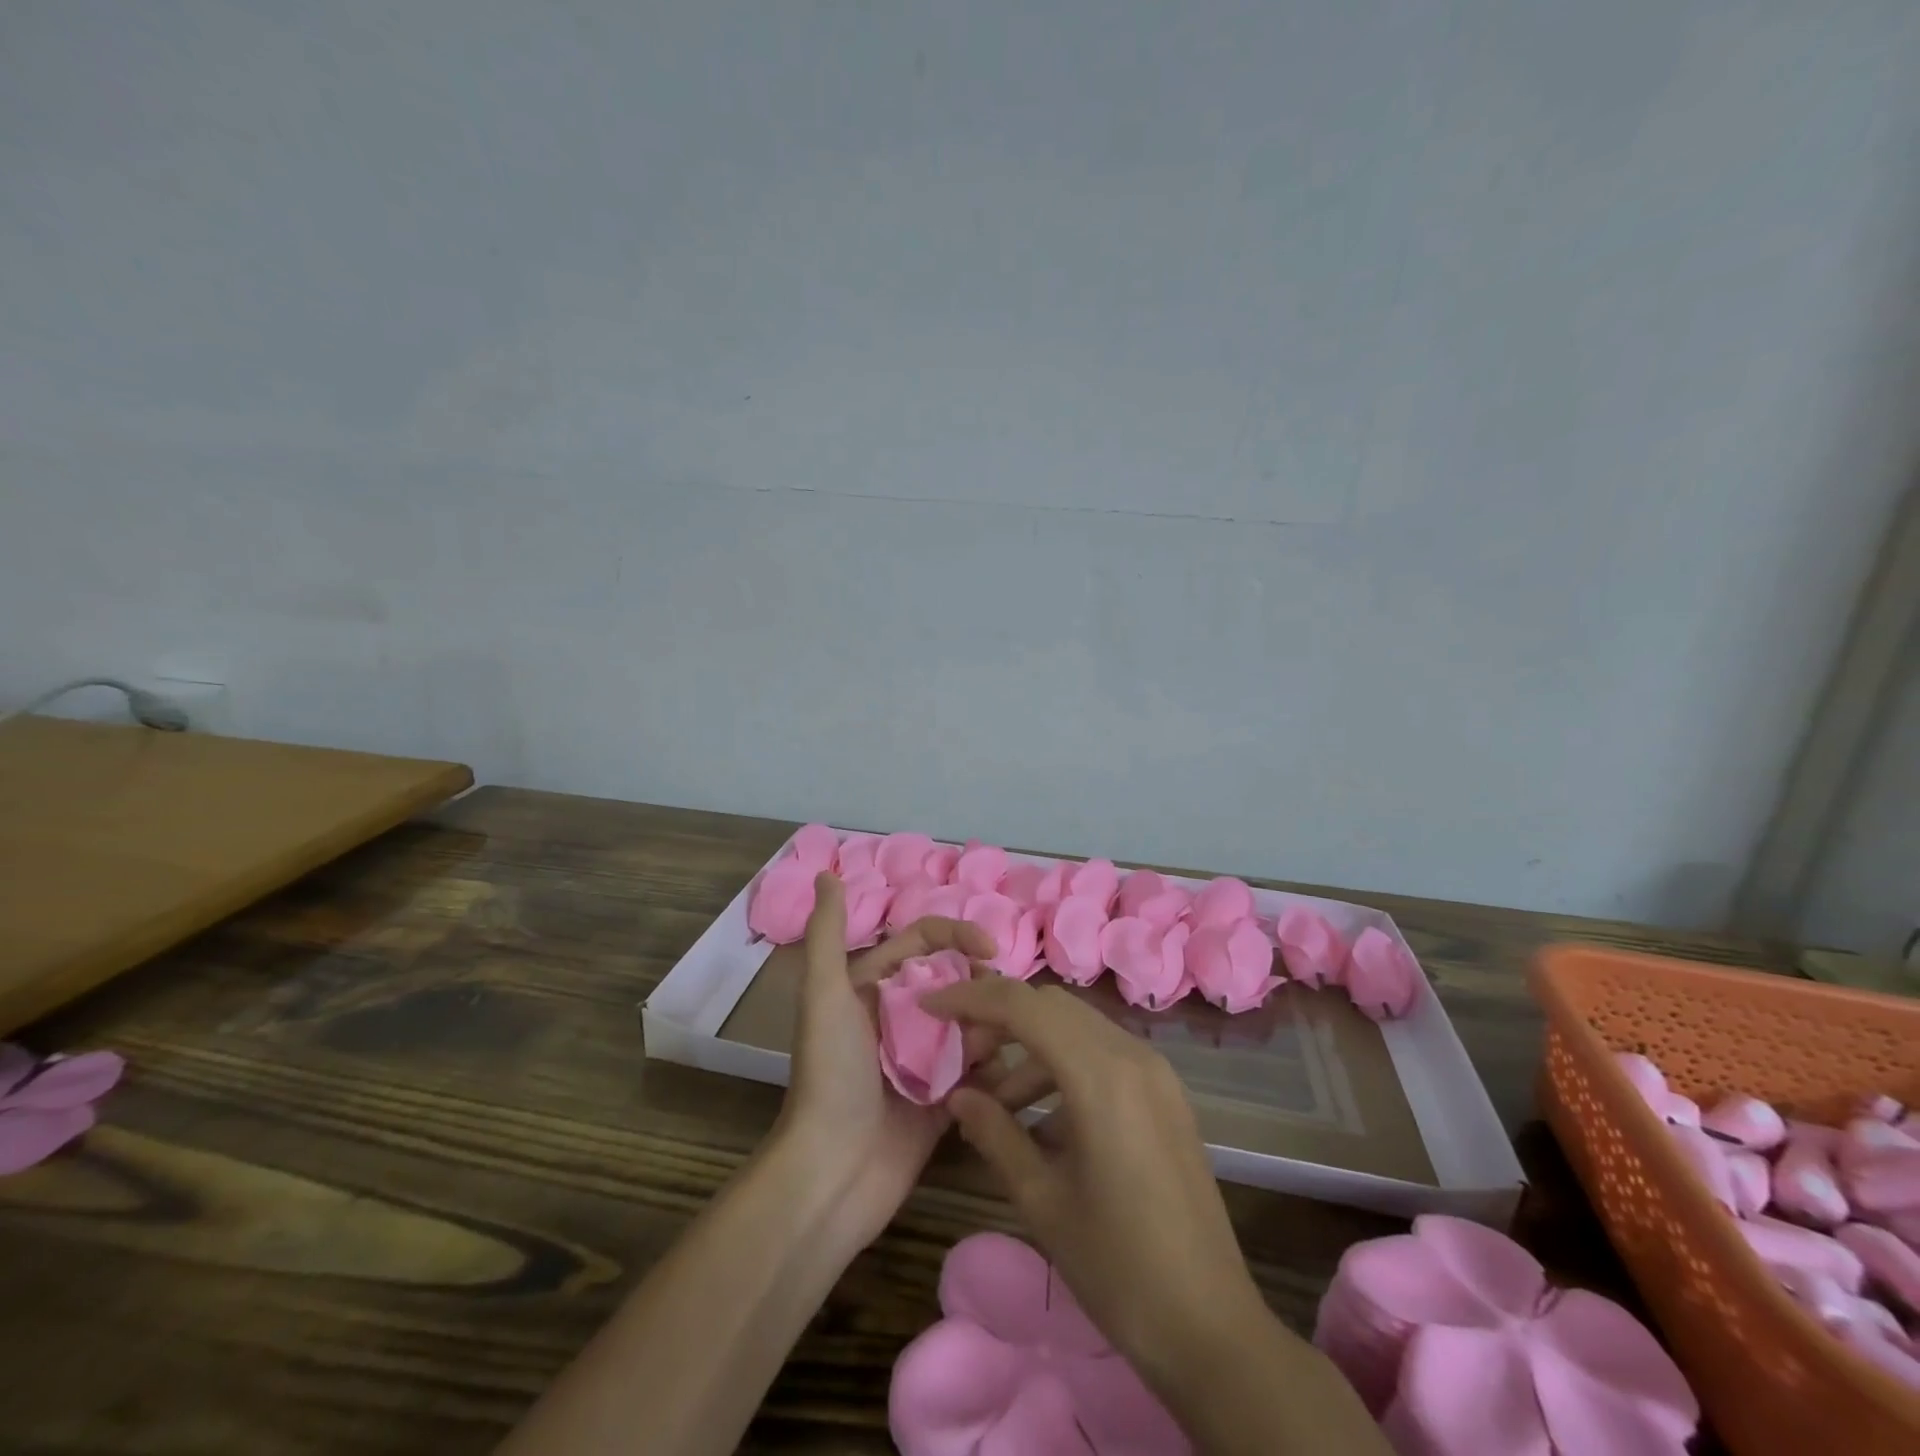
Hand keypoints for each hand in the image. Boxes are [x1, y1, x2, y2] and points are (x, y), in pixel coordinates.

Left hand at [776, 873, 995, 1248]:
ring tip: (997, 1049)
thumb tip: (826, 872)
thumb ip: (827, 934)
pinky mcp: (944, 1099)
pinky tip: (1010, 1075)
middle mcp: (901, 1018)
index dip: (958, 937)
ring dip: (990, 1028)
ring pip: (973, 1024)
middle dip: (981, 988)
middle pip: (957, 981)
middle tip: (1003, 1008)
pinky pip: (980, 1071)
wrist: (832, 1174)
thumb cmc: (830, 1075)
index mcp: (874, 988)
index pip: (925, 942)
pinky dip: (996, 1068)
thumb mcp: (824, 996)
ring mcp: (924, 1059)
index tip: (990, 952)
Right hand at [922, 976, 1274, 1388]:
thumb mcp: (1042, 1200)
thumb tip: (957, 1096)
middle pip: (1051, 1006)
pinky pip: (1103, 1054)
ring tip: (996, 1103)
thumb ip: (994, 1134)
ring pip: (1077, 1027)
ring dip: (1031, 1047)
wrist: (1211, 1327)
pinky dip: (1064, 1066)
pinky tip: (1043, 1121)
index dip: (970, 997)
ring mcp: (1155, 1072)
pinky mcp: (1166, 1094)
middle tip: (962, 1058)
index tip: (930, 1007)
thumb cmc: (1117, 1267)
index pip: (1022, 1005)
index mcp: (1100, 1074)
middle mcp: (1131, 1055)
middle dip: (999, 1019)